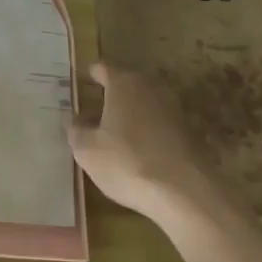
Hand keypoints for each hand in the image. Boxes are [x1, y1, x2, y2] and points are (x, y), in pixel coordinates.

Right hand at [67, 62, 212, 220]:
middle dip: (108, 97)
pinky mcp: (188, 132)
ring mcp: (172, 108)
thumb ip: (76, 130)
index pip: (101, 68)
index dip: (88, 75)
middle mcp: (149, 87)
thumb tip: (74, 120)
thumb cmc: (127, 163)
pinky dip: (145, 131)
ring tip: (112, 136)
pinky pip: (158, 124)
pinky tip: (137, 153)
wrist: (185, 193)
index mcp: (123, 83)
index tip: (79, 84)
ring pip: (142, 104)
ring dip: (128, 115)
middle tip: (90, 113)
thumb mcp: (87, 150)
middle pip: (124, 84)